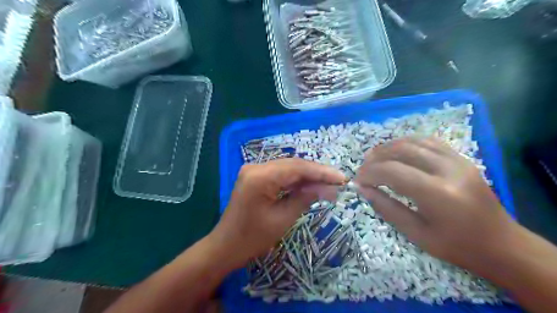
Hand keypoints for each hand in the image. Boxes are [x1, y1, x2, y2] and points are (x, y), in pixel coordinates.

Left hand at [209, 159, 346, 268]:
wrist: (225, 246)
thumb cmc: (253, 238)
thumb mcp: (283, 219)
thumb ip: (305, 198)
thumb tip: (328, 187)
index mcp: (260, 177)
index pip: (297, 168)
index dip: (321, 172)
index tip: (341, 178)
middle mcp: (255, 167)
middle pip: (293, 165)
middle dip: (316, 173)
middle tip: (337, 182)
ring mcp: (253, 170)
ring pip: (287, 168)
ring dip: (307, 176)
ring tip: (328, 184)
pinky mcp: (255, 177)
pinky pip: (279, 174)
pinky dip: (295, 180)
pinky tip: (309, 185)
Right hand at [354, 137, 519, 273]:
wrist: (502, 244)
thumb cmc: (456, 246)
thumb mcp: (416, 234)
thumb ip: (386, 208)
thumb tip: (363, 189)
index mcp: (437, 194)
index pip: (392, 171)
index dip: (369, 173)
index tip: (358, 180)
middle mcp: (448, 170)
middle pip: (401, 151)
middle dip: (376, 158)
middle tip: (363, 169)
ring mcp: (458, 160)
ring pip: (414, 141)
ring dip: (389, 147)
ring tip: (374, 157)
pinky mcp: (461, 158)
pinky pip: (429, 142)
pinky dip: (407, 143)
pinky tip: (397, 151)